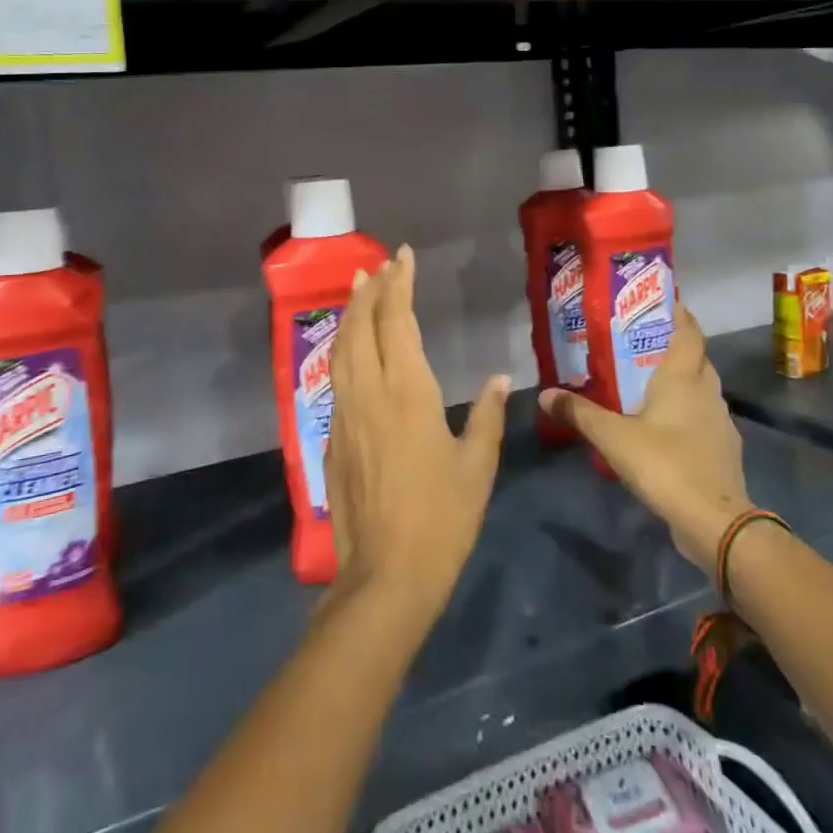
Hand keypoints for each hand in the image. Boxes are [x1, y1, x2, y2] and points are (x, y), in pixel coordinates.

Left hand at [325, 246, 509, 625]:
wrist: (386, 576)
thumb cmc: (442, 518)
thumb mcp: (477, 466)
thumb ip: (487, 416)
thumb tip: (499, 378)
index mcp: (408, 392)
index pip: (397, 322)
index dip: (399, 284)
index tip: (402, 256)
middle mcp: (369, 392)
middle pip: (363, 326)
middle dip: (370, 290)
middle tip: (379, 265)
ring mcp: (345, 413)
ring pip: (342, 348)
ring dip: (350, 314)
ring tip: (358, 289)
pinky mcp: (333, 436)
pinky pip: (335, 377)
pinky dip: (342, 348)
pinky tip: (348, 349)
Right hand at [540, 307, 749, 572]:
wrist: (716, 522)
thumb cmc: (665, 464)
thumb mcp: (613, 437)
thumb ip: (579, 413)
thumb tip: (545, 392)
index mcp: (683, 378)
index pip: (689, 333)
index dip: (680, 315)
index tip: (666, 302)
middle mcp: (707, 393)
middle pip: (698, 359)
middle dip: (678, 347)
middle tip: (646, 343)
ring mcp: (721, 423)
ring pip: (703, 390)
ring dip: (684, 382)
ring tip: (652, 383)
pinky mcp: (724, 451)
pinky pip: (705, 419)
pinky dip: (689, 414)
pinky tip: (667, 427)